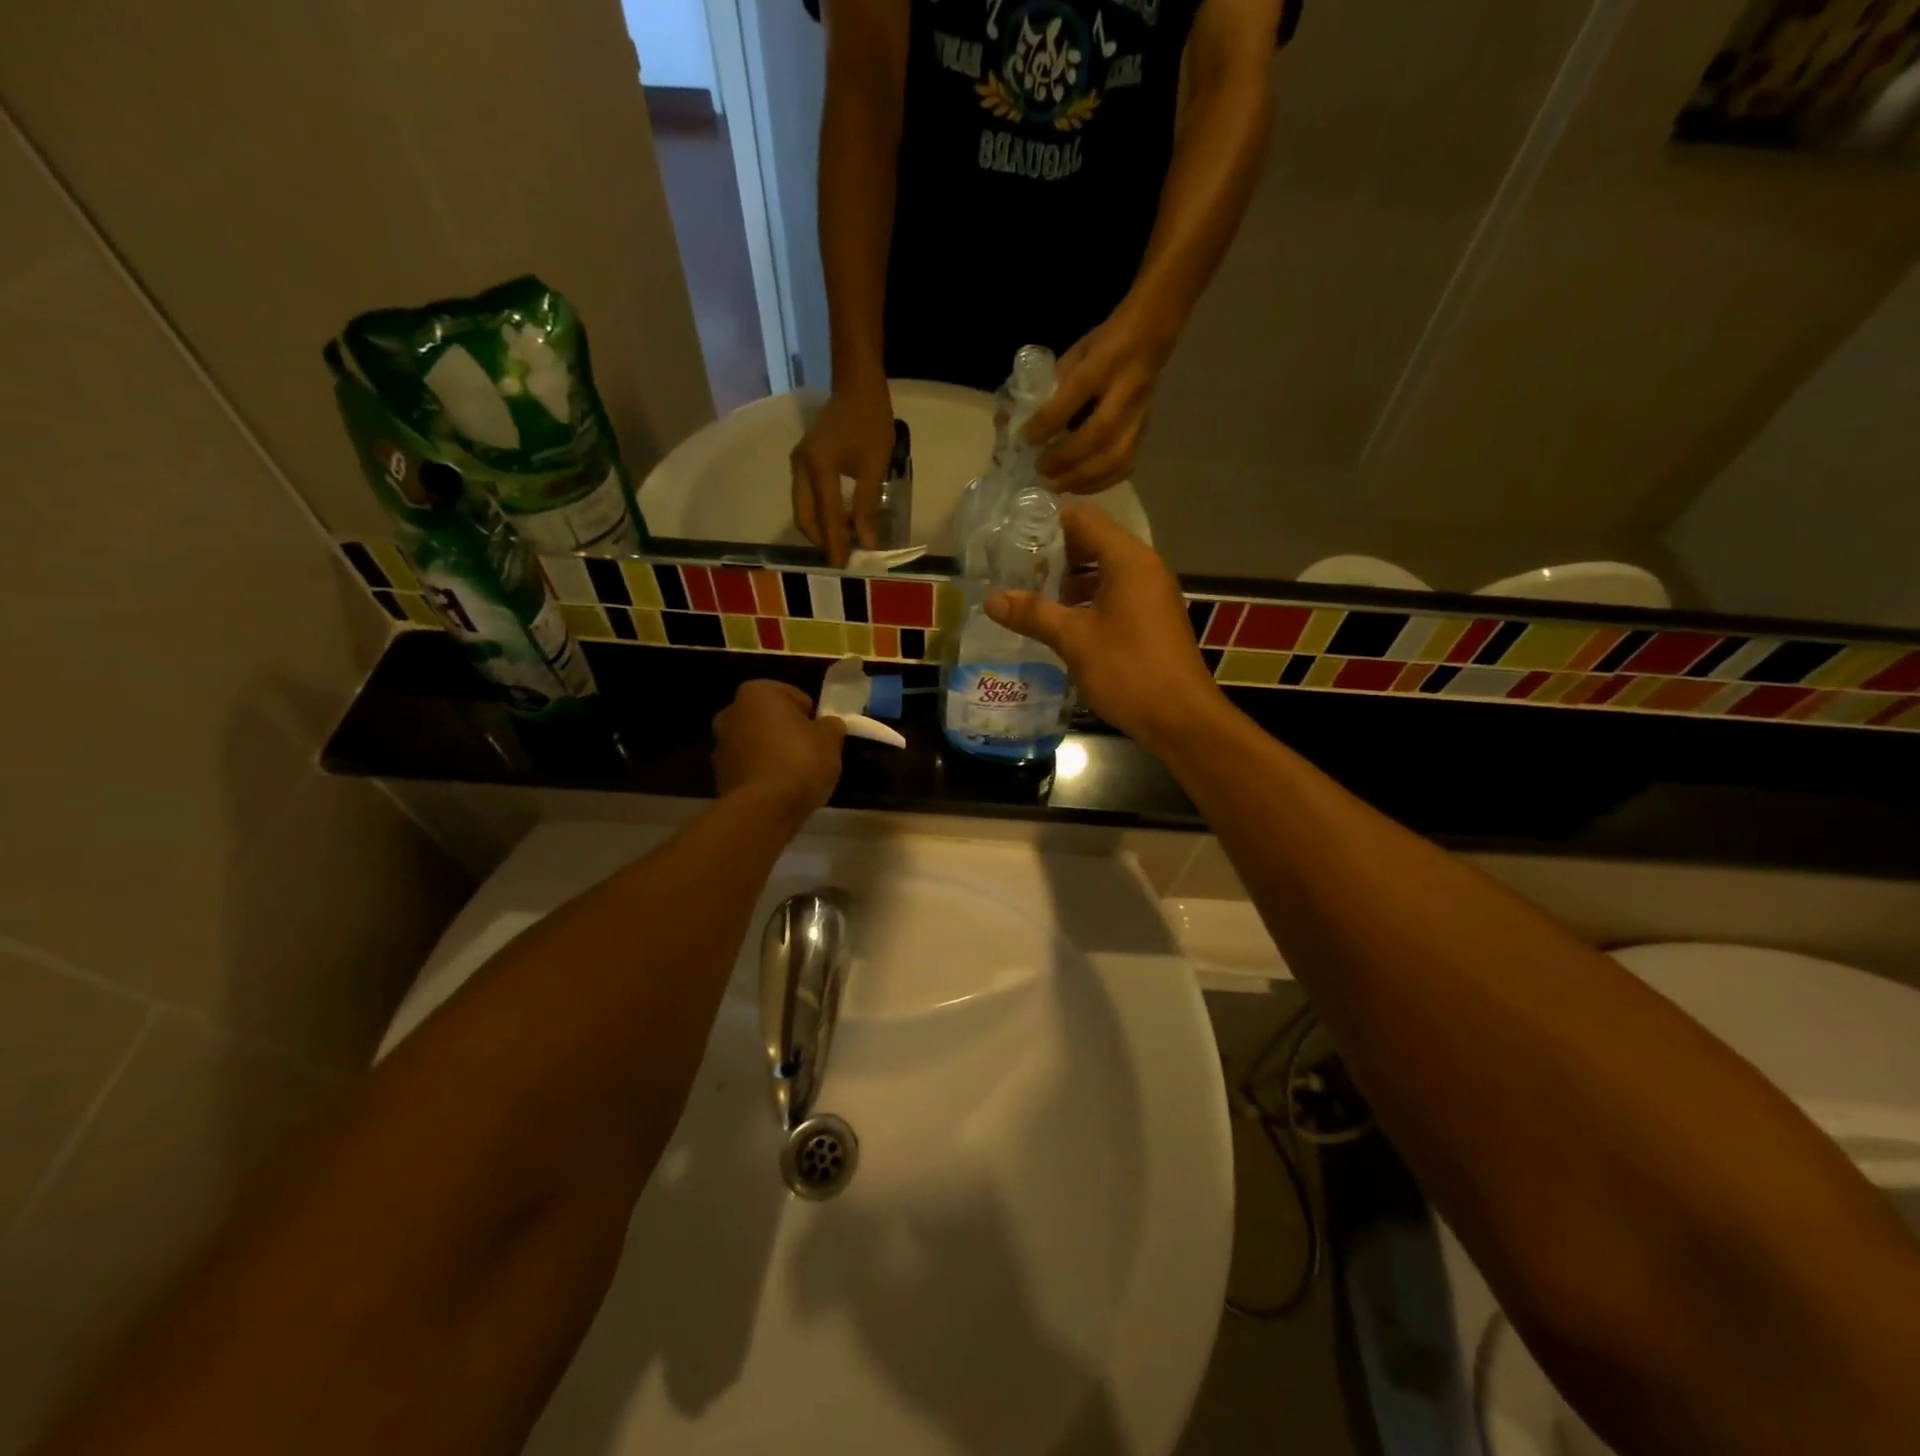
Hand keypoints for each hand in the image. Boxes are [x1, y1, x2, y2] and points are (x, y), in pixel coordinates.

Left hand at [712, 680, 847, 822]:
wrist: (764, 808)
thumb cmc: (800, 761)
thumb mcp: (831, 739)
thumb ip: (831, 726)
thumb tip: (828, 725)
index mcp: (757, 693)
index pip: (793, 695)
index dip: (811, 715)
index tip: (821, 735)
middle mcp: (731, 712)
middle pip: (770, 719)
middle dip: (787, 731)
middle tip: (810, 752)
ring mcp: (720, 745)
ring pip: (756, 743)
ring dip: (772, 753)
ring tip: (796, 775)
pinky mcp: (719, 775)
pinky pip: (749, 767)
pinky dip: (762, 773)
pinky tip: (779, 790)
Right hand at [791, 382, 893, 565]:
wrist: (856, 386)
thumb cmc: (870, 422)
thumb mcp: (874, 467)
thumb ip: (867, 507)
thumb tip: (866, 543)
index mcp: (818, 467)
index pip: (826, 516)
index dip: (835, 543)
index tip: (843, 566)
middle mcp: (800, 468)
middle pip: (805, 517)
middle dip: (823, 540)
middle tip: (844, 557)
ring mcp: (798, 465)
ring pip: (804, 510)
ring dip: (822, 528)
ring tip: (847, 541)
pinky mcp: (803, 463)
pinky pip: (807, 498)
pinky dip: (822, 514)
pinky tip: (843, 521)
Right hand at [984, 504, 1223, 751]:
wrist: (1180, 718)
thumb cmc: (1127, 670)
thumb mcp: (1074, 640)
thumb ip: (1033, 614)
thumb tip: (991, 599)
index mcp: (1128, 560)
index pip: (1084, 518)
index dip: (1048, 524)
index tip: (1014, 540)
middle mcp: (1144, 567)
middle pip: (1094, 542)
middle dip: (1056, 556)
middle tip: (1018, 573)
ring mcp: (1151, 593)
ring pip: (1104, 570)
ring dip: (1070, 581)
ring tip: (1035, 600)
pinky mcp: (1152, 618)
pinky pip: (1115, 593)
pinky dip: (1089, 600)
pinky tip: (1063, 624)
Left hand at [1022, 303, 1175, 494]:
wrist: (1151, 337)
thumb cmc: (1106, 344)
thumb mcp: (1077, 352)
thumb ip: (1055, 383)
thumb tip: (1026, 416)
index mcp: (1104, 363)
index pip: (1074, 395)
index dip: (1048, 421)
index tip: (1026, 439)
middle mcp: (1124, 393)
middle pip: (1098, 434)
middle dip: (1065, 458)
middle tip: (1041, 470)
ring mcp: (1138, 416)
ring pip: (1115, 457)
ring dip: (1082, 478)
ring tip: (1057, 485)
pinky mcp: (1144, 433)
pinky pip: (1124, 465)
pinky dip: (1100, 482)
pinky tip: (1079, 486)